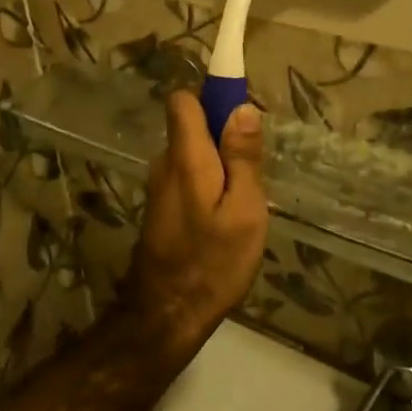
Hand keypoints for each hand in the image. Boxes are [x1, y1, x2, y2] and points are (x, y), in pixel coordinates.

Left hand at [121, 91, 268, 357]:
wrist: (167, 314)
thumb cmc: (213, 261)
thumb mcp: (244, 210)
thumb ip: (242, 157)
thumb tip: (242, 107)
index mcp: (185, 156)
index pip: (182, 100)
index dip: (210, 96)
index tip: (240, 114)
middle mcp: (164, 163)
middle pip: (190, 126)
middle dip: (222, 136)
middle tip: (253, 171)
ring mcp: (158, 186)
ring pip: (191, 154)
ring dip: (218, 165)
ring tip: (243, 202)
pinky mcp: (160, 207)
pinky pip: (186, 176)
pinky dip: (207, 184)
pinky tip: (224, 218)